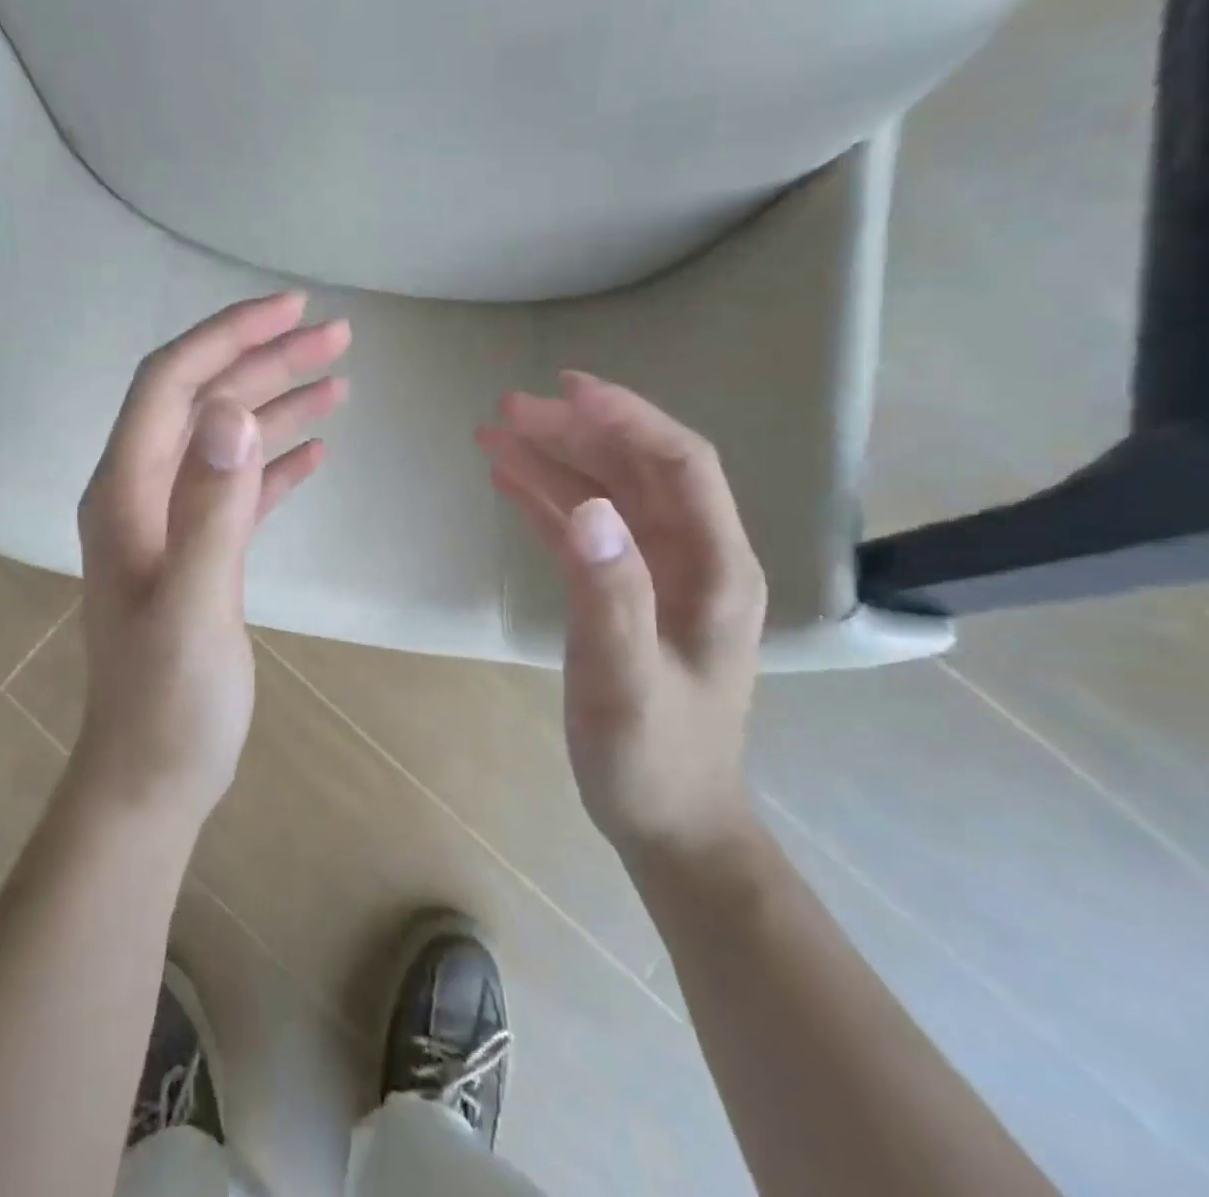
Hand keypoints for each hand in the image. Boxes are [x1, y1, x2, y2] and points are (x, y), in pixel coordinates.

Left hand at [73, 292, 349, 827]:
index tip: (291, 309)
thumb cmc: (169, 702)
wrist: (152, 776)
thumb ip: (211, 508)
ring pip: (225, 440)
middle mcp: (141, 494)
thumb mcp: (193, 605)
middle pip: (202, 402)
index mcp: (126, 492)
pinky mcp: (199, 553)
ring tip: (339, 378)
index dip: (227, 336)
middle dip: (264, 361)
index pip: (171, 384)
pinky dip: (275, 461)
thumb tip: (232, 411)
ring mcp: (169, 523)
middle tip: (335, 336)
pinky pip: (239, 487)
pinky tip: (317, 450)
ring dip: (277, 404)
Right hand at [476, 371, 765, 858]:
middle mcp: (692, 557)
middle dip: (574, 431)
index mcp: (714, 568)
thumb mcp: (625, 680)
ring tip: (493, 432)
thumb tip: (586, 505)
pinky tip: (508, 479)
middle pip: (636, 468)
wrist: (668, 820)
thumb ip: (611, 593)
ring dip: (553, 458)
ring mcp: (656, 573)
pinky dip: (546, 498)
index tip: (565, 388)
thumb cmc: (652, 757)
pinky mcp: (622, 592)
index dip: (626, 418)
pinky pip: (583, 529)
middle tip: (506, 408)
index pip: (679, 464)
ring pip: (605, 493)